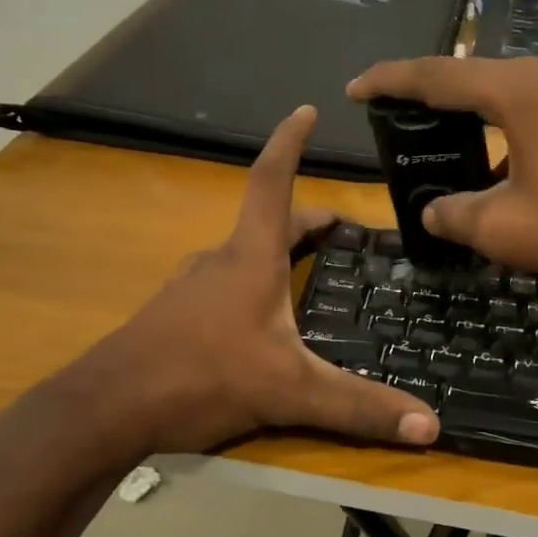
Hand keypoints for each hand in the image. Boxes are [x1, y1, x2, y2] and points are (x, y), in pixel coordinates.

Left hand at [0, 107, 440, 491]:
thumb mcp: (289, 393)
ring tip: (305, 271)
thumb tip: (431, 426)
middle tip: (339, 229)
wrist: (106, 410)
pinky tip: (260, 322)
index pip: (272, 182)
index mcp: (250, 258)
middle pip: (266, 222)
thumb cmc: (201, 378)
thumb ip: (358, 408)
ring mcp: (190, 289)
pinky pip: (222, 286)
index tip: (306, 110)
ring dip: (276, 253)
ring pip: (242, 256)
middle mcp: (219, 262)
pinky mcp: (174, 317)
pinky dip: (251, 285)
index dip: (290, 143)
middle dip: (304, 219)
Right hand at [347, 55, 537, 338]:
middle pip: (483, 80)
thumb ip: (456, 215)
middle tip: (405, 123)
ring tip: (458, 155)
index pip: (440, 76)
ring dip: (487, 123)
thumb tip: (434, 211)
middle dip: (440, 101)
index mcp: (525, 89)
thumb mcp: (508, 231)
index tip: (357, 88)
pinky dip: (523, 134)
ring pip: (522, 97)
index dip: (392, 81)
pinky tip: (516, 171)